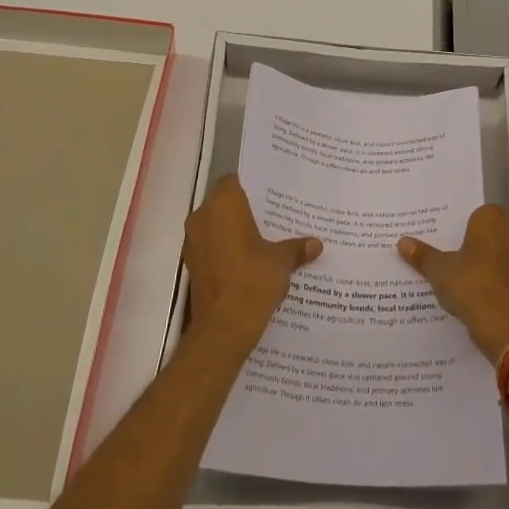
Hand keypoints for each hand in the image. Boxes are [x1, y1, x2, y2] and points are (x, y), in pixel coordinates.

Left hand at [183, 175, 321, 352]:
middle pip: (223, 203)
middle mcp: (202, 217)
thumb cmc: (253, 281)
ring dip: (233, 231)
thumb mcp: (282, 261)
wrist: (223, 327)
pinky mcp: (192, 265)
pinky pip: (210, 247)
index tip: (269, 195)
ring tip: (263, 240)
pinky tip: (248, 262)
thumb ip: (296, 248)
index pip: (233, 181)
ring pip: (215, 226)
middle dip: (244, 210)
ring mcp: (193, 242)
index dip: (250, 186)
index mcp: (223, 205)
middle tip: (271, 217)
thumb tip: (316, 244)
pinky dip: (225, 250)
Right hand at [397, 205, 508, 362]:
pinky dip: (487, 280)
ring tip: (453, 270)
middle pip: (489, 232)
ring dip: (480, 261)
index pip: (482, 210)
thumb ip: (422, 254)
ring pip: (495, 254)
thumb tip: (402, 242)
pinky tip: (467, 291)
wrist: (501, 326)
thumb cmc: (470, 284)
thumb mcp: (438, 269)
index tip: (447, 228)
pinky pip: (499, 275)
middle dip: (471, 240)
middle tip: (445, 247)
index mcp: (491, 223)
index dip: (466, 218)